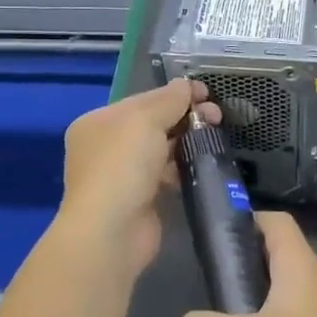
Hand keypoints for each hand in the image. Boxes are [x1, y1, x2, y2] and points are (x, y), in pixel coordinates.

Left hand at [59, 78, 217, 274]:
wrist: (111, 231)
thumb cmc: (122, 165)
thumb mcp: (145, 120)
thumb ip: (168, 99)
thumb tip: (186, 85)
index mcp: (98, 122)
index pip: (142, 100)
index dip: (175, 94)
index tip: (208, 94)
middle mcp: (105, 148)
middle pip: (153, 124)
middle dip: (185, 118)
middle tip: (217, 118)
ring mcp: (121, 176)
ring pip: (161, 151)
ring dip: (187, 144)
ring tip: (215, 141)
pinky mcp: (139, 201)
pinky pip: (165, 177)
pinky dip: (183, 170)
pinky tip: (202, 167)